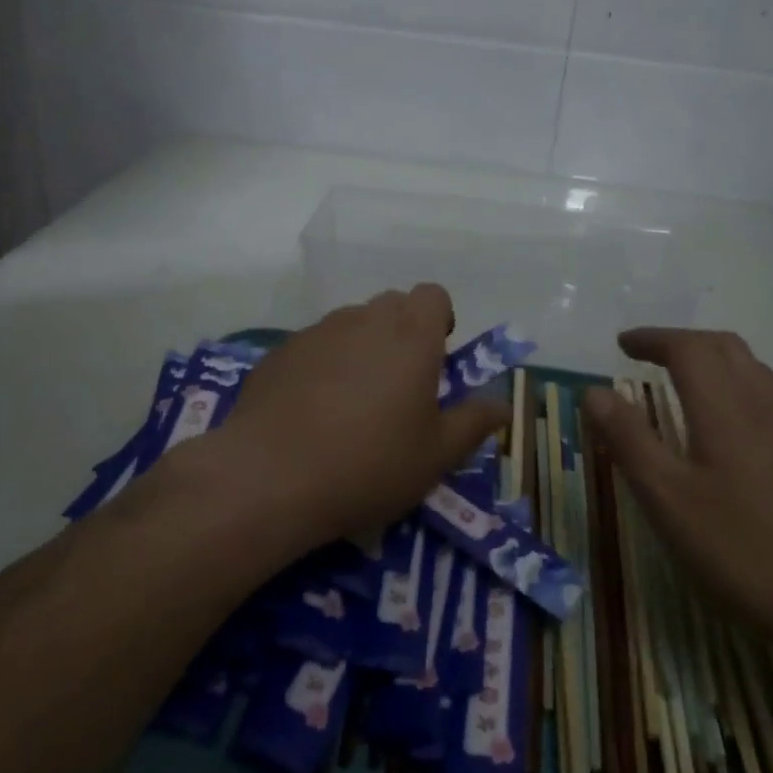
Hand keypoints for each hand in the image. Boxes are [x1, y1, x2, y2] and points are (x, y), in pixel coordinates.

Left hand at [211, 285, 506, 549]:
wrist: (270, 477)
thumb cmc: (370, 464)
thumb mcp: (436, 455)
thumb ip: (474, 423)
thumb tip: (502, 405)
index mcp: (411, 336)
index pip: (433, 294)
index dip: (439, 319)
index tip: (436, 358)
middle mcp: (364, 320)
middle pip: (392, 305)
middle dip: (402, 333)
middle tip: (399, 385)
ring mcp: (317, 332)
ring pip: (351, 324)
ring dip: (362, 347)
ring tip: (353, 401)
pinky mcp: (279, 352)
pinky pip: (315, 345)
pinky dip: (323, 364)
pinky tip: (312, 410)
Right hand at [583, 328, 772, 664]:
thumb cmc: (746, 553)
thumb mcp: (669, 502)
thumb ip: (629, 441)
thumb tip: (593, 391)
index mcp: (725, 409)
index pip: (687, 348)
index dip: (652, 338)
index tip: (622, 343)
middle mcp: (764, 405)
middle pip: (724, 347)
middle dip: (681, 341)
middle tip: (647, 355)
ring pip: (752, 369)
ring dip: (712, 359)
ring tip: (683, 380)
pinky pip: (769, 396)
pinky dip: (736, 384)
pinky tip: (728, 425)